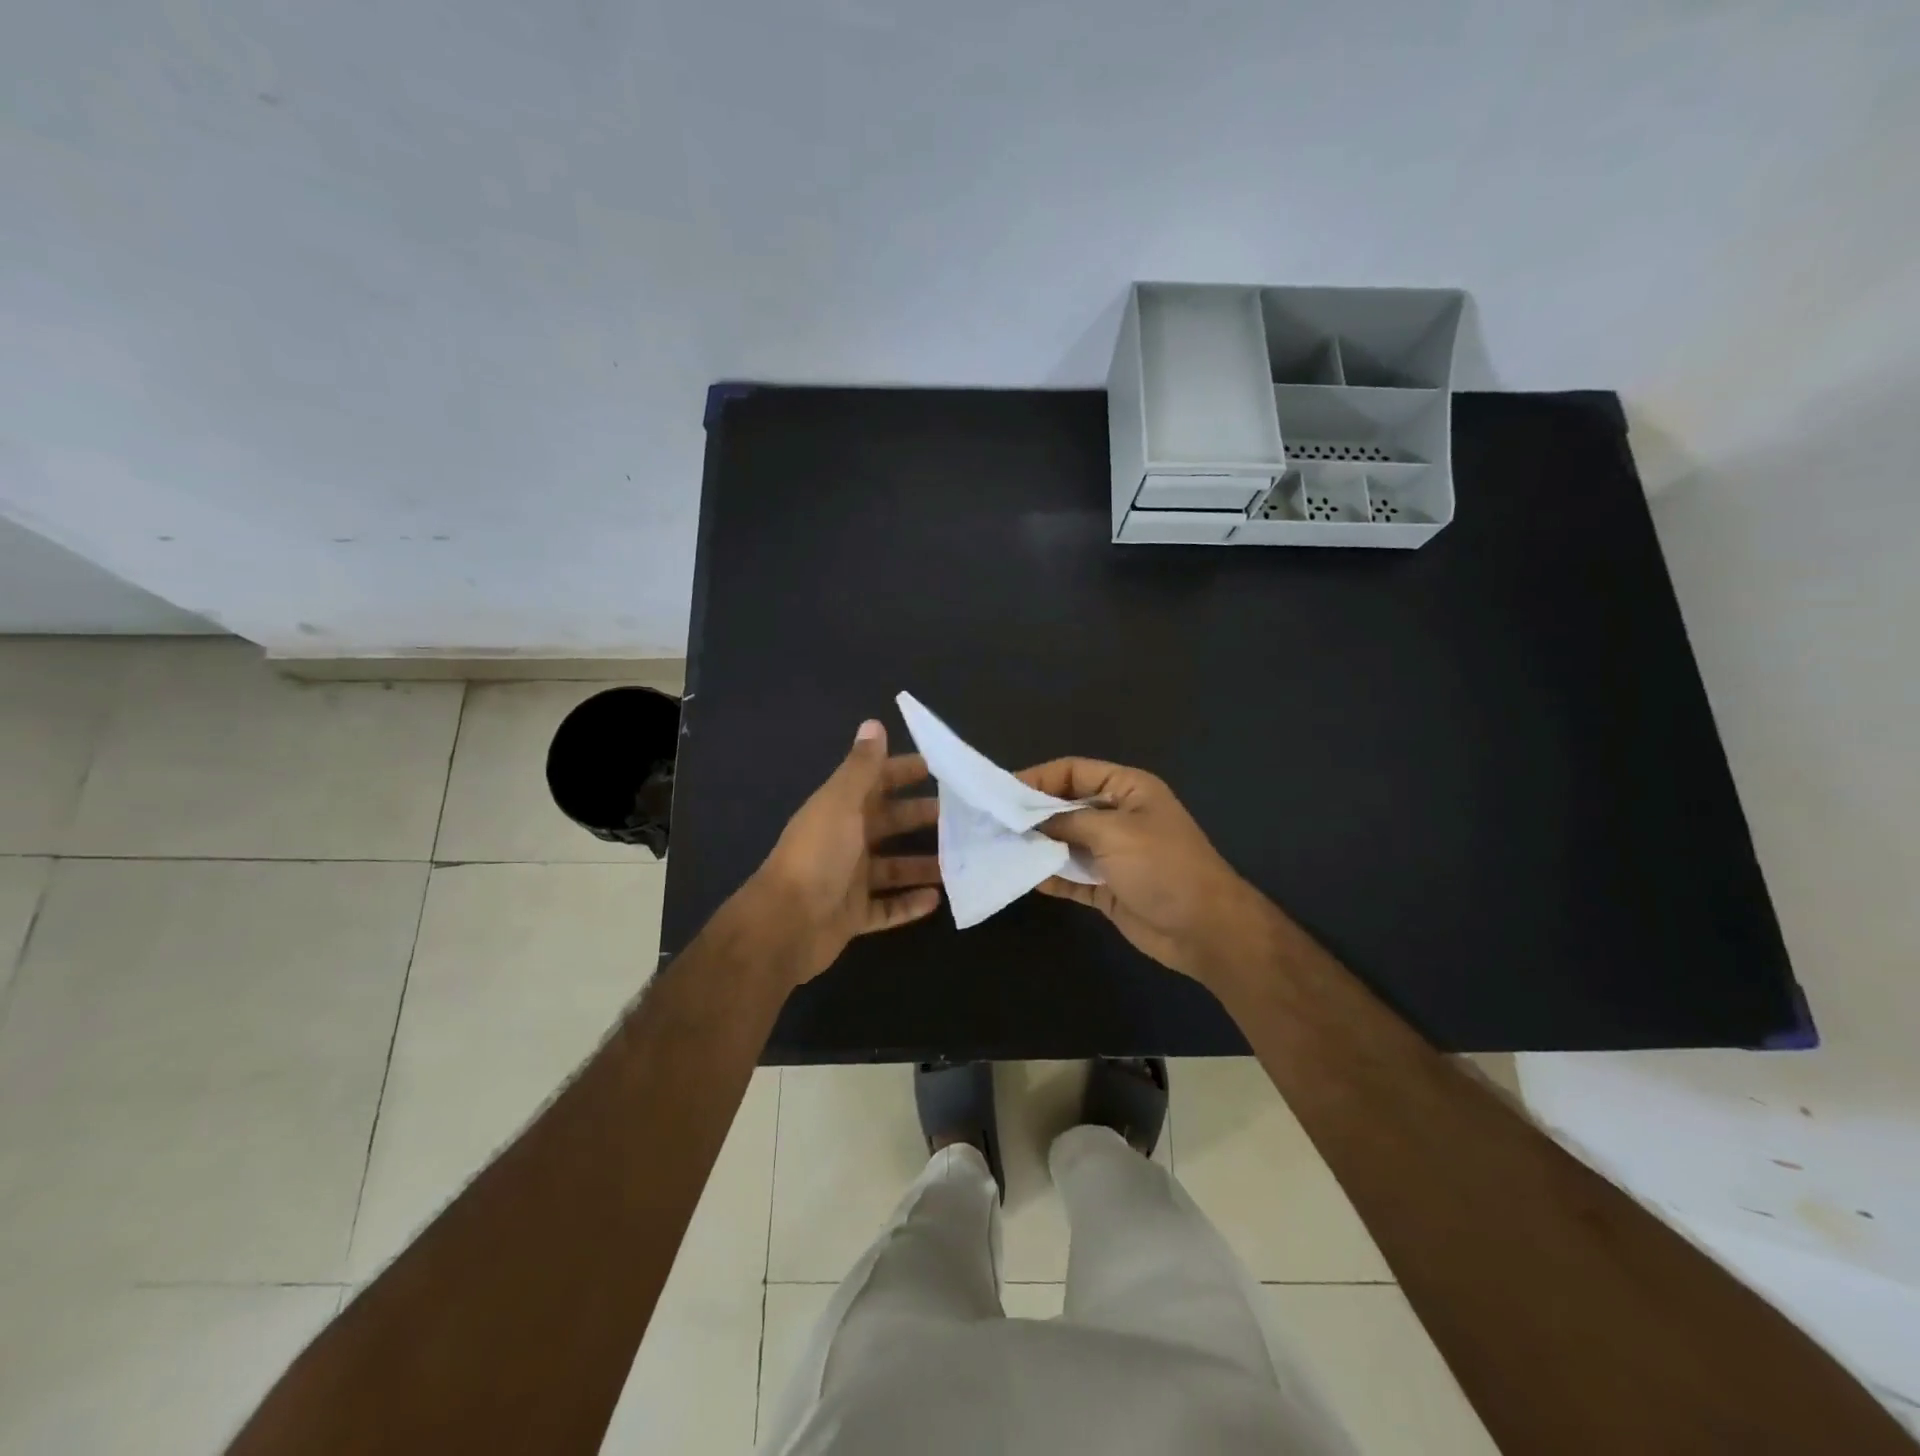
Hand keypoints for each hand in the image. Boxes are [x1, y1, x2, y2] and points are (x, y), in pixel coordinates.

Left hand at [748, 720, 942, 983]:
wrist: (786, 924)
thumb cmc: (817, 856)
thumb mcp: (841, 804)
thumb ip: (861, 767)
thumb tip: (873, 723)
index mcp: (839, 810)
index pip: (876, 782)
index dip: (902, 772)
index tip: (939, 768)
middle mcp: (845, 841)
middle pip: (889, 823)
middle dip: (921, 817)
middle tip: (962, 817)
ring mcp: (849, 880)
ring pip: (893, 868)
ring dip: (922, 863)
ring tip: (959, 860)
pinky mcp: (853, 915)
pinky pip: (887, 908)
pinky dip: (909, 903)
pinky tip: (937, 900)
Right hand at [1016, 758, 1279, 990]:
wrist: (1204, 929)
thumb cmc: (1163, 867)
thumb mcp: (1114, 833)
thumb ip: (1068, 822)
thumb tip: (1029, 821)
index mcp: (1127, 789)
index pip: (1073, 772)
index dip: (1038, 778)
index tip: (1002, 791)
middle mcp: (1117, 816)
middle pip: (1065, 806)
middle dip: (1032, 813)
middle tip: (992, 821)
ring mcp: (1111, 853)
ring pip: (1065, 842)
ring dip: (1036, 845)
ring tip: (998, 847)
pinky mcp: (1106, 887)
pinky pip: (1070, 876)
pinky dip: (1049, 876)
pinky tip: (1023, 876)